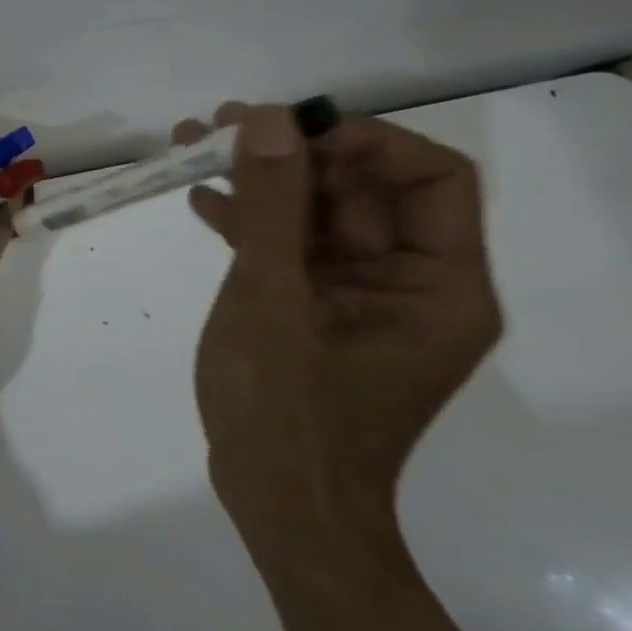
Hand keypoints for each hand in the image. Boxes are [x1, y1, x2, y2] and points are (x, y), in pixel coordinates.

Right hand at [178, 103, 501, 558]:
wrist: (279, 512)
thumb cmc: (288, 414)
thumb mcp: (271, 300)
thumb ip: (269, 206)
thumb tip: (267, 118)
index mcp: (439, 285)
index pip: (430, 178)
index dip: (364, 139)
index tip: (287, 126)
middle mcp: (411, 284)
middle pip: (362, 191)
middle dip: (291, 153)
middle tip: (219, 124)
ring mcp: (359, 299)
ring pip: (317, 215)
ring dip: (260, 181)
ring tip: (192, 146)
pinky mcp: (317, 313)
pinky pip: (291, 250)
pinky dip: (250, 224)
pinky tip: (200, 203)